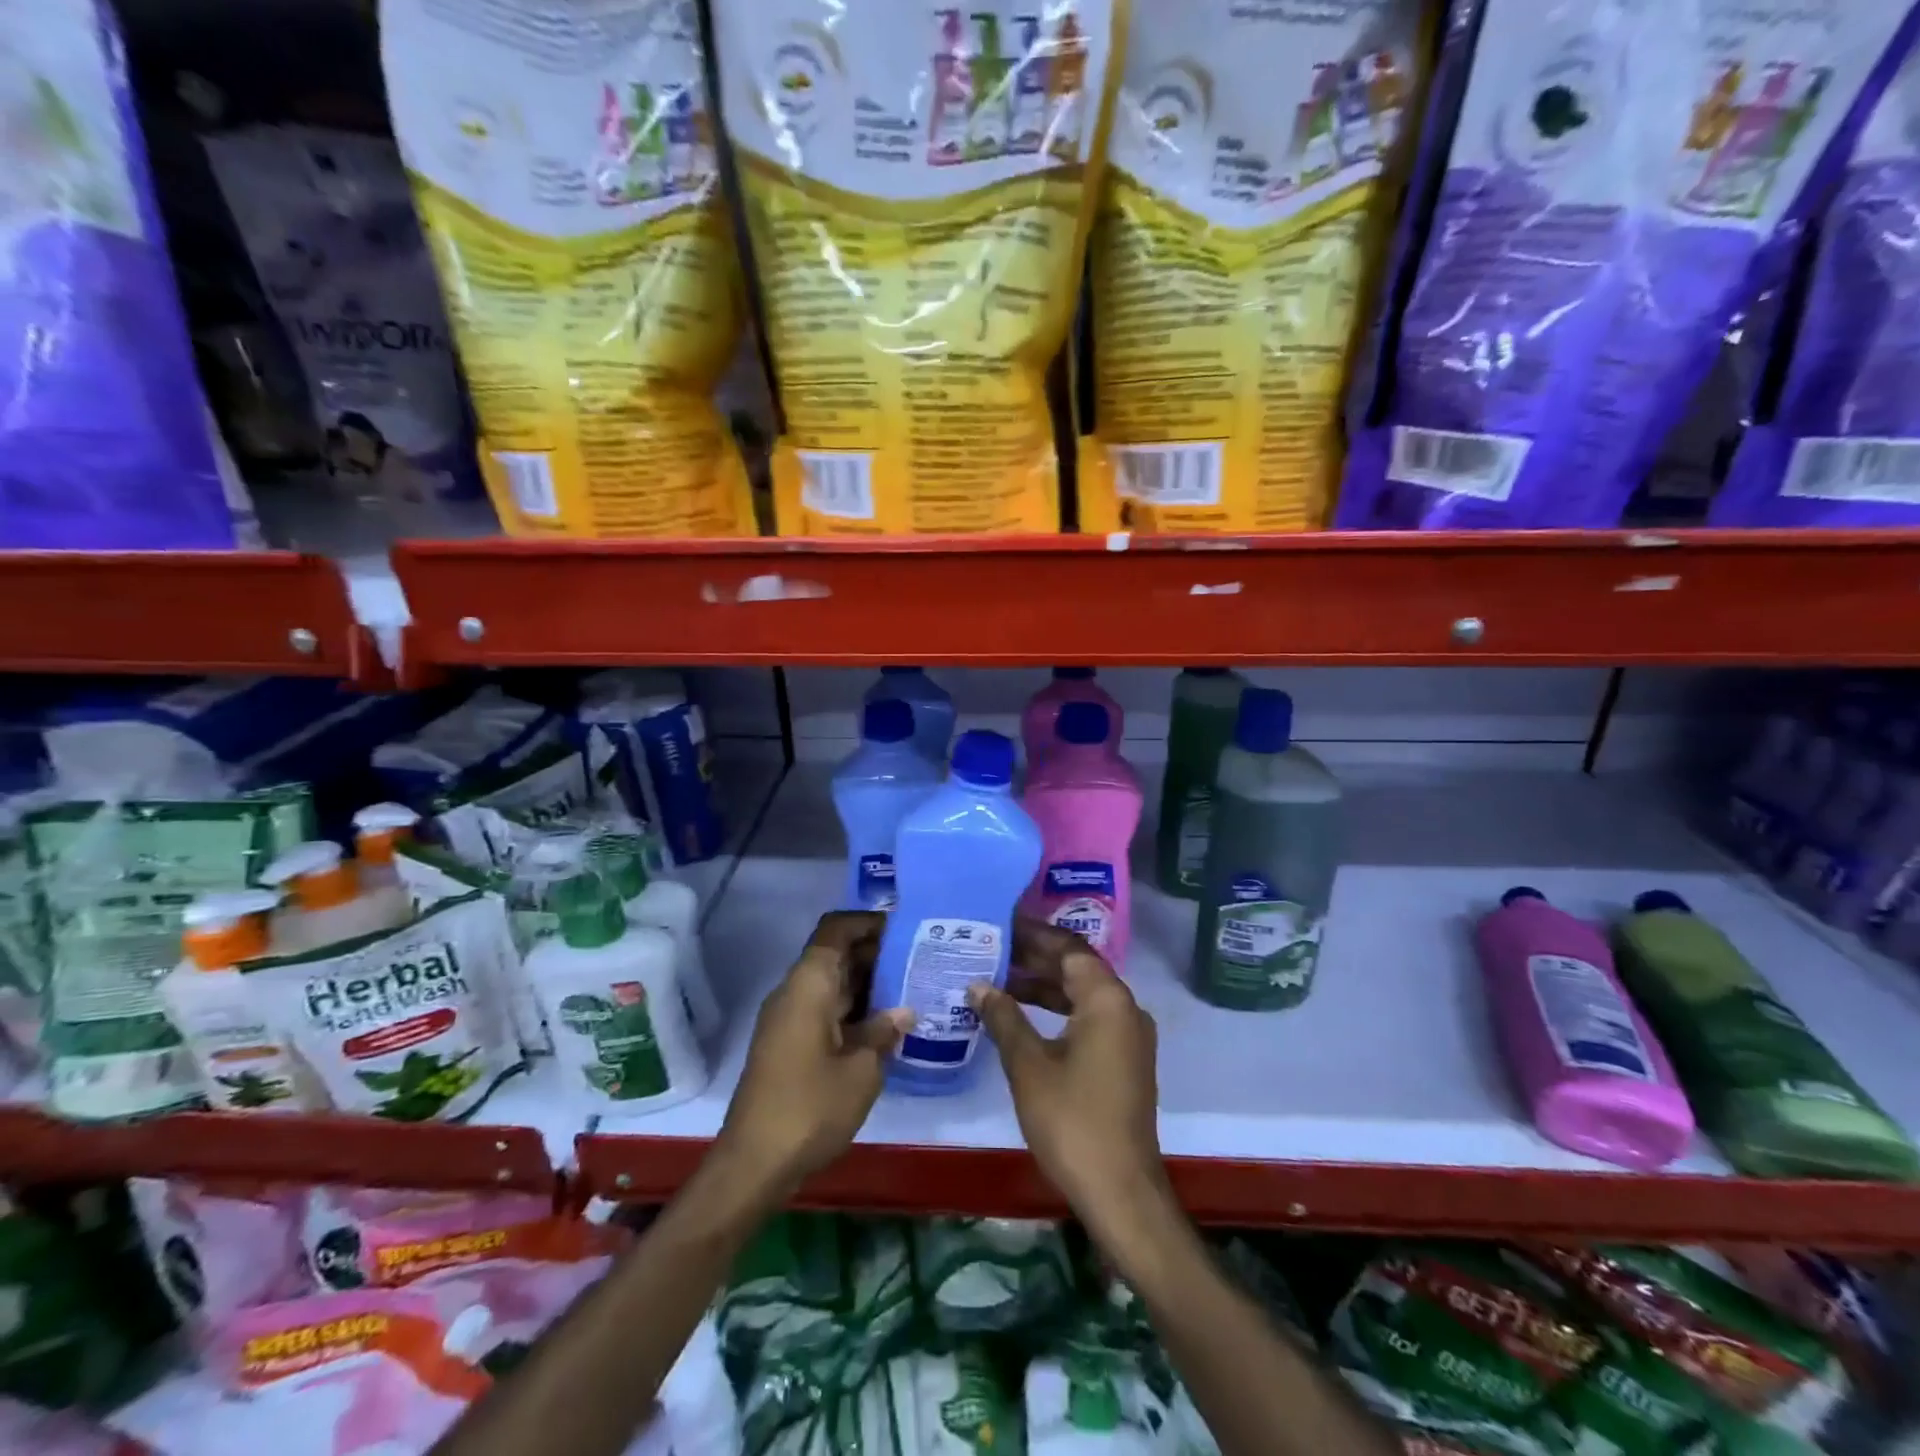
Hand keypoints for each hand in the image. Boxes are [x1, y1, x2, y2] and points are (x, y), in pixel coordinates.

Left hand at [717, 912, 910, 1197]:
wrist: (754, 1163)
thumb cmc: (810, 1107)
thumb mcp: (861, 1070)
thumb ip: (884, 1032)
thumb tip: (904, 1011)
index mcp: (809, 984)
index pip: (836, 929)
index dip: (868, 923)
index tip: (905, 929)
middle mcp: (795, 991)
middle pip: (835, 954)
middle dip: (875, 953)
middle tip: (919, 960)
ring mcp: (788, 1018)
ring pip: (831, 983)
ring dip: (866, 983)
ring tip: (911, 988)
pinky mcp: (788, 1043)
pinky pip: (824, 1008)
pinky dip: (853, 1008)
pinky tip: (885, 1025)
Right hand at [970, 923, 1168, 1232]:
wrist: (1120, 1191)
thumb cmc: (1072, 1121)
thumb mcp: (1028, 1066)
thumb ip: (1004, 1017)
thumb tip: (978, 985)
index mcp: (1107, 1000)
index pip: (1069, 949)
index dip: (1033, 935)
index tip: (1000, 925)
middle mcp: (1125, 1008)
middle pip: (1077, 968)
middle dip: (1034, 959)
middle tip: (991, 949)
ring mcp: (1128, 1036)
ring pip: (1081, 995)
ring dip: (1043, 986)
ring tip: (998, 979)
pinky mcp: (1123, 1060)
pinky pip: (1088, 1018)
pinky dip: (1056, 1011)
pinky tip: (1022, 1017)